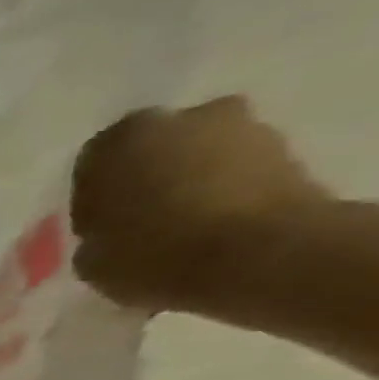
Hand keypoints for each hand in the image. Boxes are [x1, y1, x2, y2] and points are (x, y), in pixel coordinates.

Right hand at [72, 96, 329, 312]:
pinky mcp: (288, 148)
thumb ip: (96, 235)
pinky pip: (240, 172)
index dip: (94, 200)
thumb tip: (111, 233)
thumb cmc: (151, 254)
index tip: (100, 229)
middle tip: (143, 223)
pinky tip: (219, 230)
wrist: (258, 255)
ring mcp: (243, 127)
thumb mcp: (91, 260)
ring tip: (186, 231)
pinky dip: (229, 194)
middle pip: (154, 151)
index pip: (92, 167)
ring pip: (201, 157)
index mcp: (117, 142)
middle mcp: (180, 119)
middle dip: (149, 180)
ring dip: (192, 183)